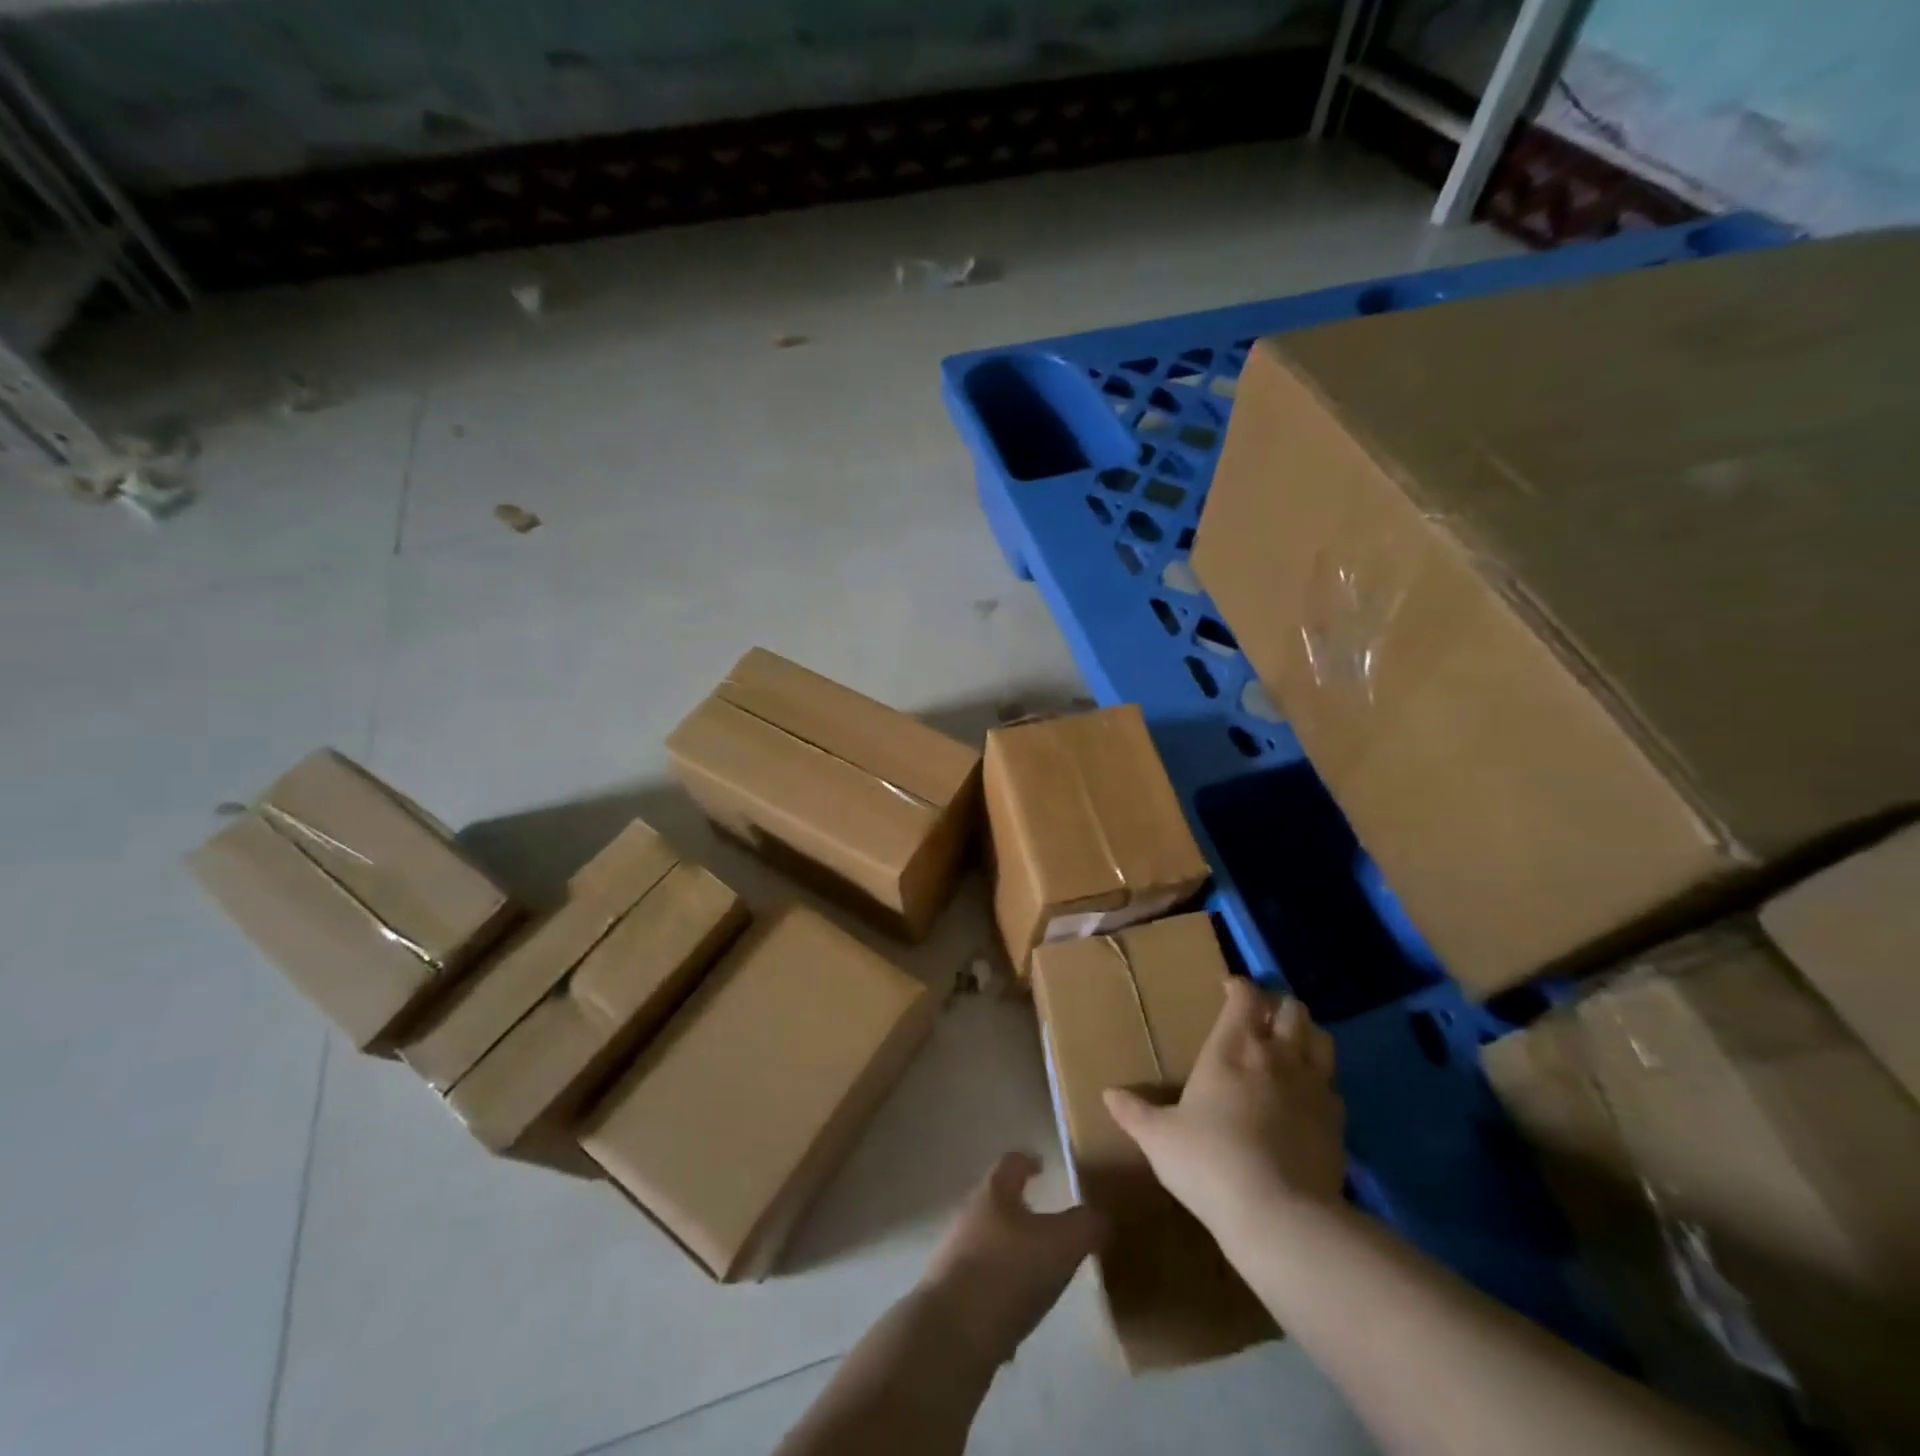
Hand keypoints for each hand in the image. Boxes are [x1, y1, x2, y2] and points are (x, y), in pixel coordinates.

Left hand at [918, 1151, 1102, 1369]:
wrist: (951, 1334)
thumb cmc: (1009, 1272)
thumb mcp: (1062, 1244)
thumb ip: (1086, 1225)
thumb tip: (1100, 1216)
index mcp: (994, 1192)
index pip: (1011, 1162)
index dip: (1028, 1161)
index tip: (1042, 1165)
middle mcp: (969, 1216)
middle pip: (996, 1202)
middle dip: (1021, 1211)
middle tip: (1048, 1226)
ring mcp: (954, 1255)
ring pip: (988, 1244)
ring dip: (1010, 1254)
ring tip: (1037, 1274)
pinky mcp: (948, 1296)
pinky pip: (981, 1286)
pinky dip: (1000, 1294)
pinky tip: (1017, 1318)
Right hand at [1104, 979, 1344, 1236]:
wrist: (1280, 1216)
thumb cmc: (1209, 1162)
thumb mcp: (1159, 1138)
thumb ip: (1135, 1113)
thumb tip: (1108, 1094)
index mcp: (1232, 1048)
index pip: (1245, 996)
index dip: (1239, 987)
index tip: (1228, 990)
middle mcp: (1277, 1055)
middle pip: (1292, 1009)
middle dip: (1278, 1006)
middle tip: (1262, 1018)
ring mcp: (1313, 1087)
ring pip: (1322, 1039)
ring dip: (1307, 1035)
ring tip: (1291, 1047)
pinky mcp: (1338, 1122)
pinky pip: (1334, 1086)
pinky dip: (1322, 1083)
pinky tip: (1307, 1100)